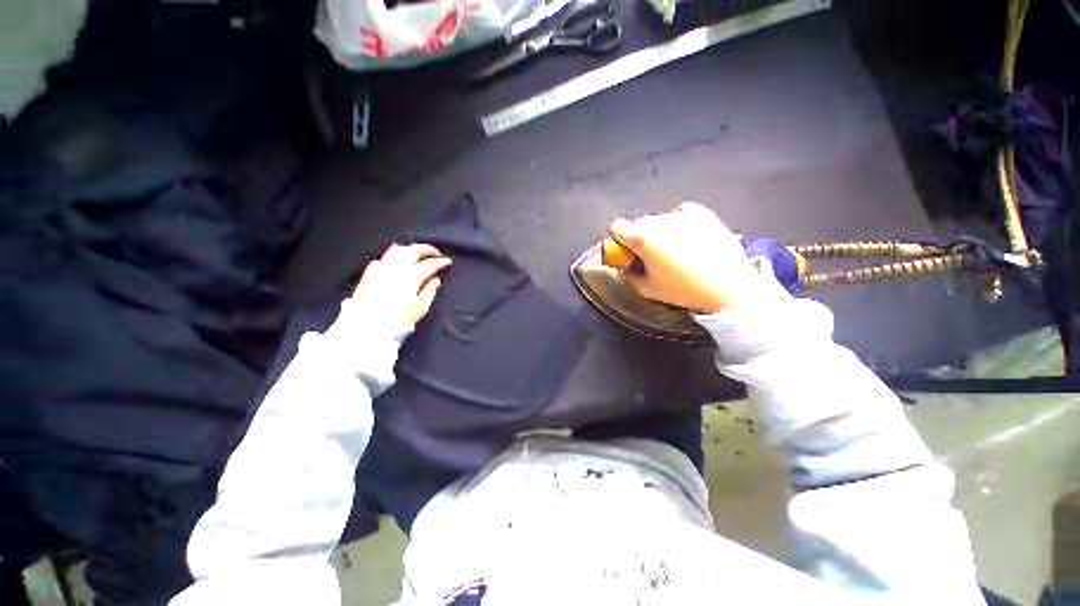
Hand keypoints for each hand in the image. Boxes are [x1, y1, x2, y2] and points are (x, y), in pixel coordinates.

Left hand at [352, 243, 452, 325]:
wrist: (368, 326)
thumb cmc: (398, 320)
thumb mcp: (420, 309)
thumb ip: (429, 291)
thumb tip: (435, 280)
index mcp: (411, 278)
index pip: (430, 264)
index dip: (441, 261)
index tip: (447, 262)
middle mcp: (396, 268)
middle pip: (414, 250)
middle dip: (427, 249)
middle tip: (435, 253)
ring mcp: (382, 268)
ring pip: (398, 249)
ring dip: (410, 249)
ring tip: (417, 254)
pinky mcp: (370, 272)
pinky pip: (384, 257)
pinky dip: (394, 256)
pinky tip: (397, 263)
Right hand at [608, 202, 757, 312]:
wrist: (728, 287)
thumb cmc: (683, 290)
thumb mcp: (647, 290)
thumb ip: (629, 275)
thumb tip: (625, 267)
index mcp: (643, 239)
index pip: (616, 227)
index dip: (618, 239)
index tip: (626, 251)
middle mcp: (659, 222)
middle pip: (638, 223)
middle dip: (639, 237)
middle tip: (651, 255)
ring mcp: (681, 215)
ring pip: (659, 219)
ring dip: (659, 231)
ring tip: (675, 249)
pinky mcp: (702, 213)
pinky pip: (679, 212)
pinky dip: (678, 221)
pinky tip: (687, 235)